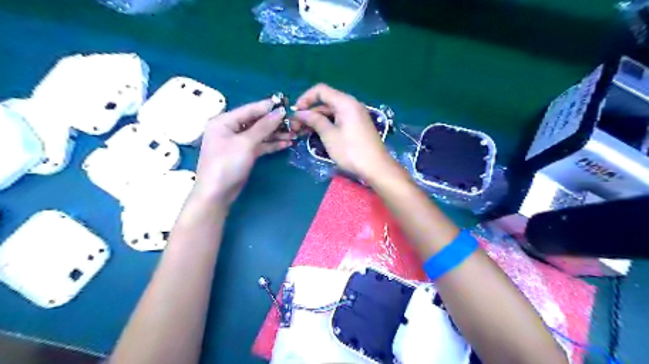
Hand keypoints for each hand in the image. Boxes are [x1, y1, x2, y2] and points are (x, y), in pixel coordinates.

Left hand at [192, 100, 294, 207]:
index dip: (268, 107)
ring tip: (295, 134)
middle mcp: (231, 129)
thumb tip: (280, 112)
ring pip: (260, 134)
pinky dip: (272, 144)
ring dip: (276, 134)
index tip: (287, 105)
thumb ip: (263, 126)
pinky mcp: (245, 154)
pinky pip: (260, 145)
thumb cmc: (227, 164)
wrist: (217, 193)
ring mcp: (238, 142)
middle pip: (256, 122)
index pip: (250, 109)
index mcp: (224, 121)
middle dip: (275, 123)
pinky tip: (287, 144)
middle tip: (294, 122)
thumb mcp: (246, 143)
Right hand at [291, 82, 392, 178]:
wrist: (376, 167)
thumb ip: (315, 120)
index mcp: (345, 102)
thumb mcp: (329, 135)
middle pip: (325, 102)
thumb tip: (300, 113)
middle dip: (309, 112)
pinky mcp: (356, 126)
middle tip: (295, 126)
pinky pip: (338, 120)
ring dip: (316, 120)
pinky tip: (316, 135)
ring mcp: (355, 115)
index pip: (321, 90)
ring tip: (301, 132)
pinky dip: (326, 125)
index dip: (305, 98)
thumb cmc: (351, 151)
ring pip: (330, 112)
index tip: (295, 112)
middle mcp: (351, 105)